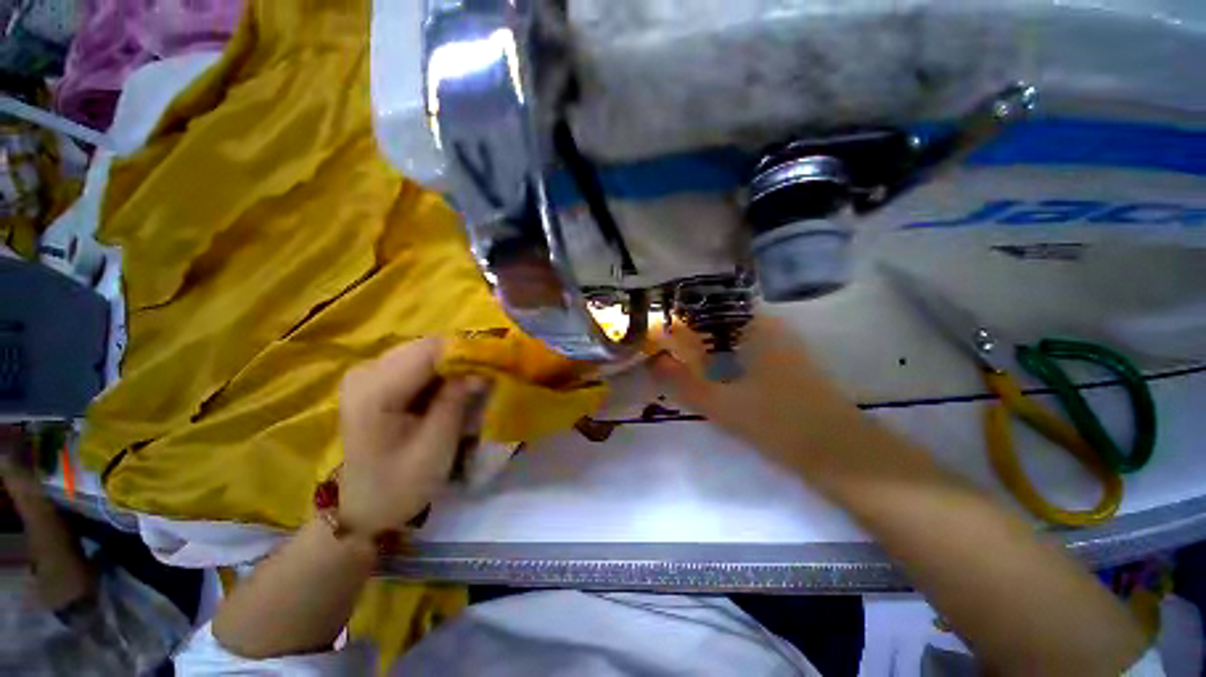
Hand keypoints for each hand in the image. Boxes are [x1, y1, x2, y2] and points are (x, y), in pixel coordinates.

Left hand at [338, 338, 487, 535]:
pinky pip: (416, 362)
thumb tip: (483, 368)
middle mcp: (366, 371)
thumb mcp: (436, 445)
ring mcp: (367, 373)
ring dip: (452, 363)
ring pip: (423, 350)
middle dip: (461, 356)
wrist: (365, 506)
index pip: (429, 350)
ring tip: (472, 382)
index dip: (466, 351)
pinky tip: (450, 388)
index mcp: (375, 391)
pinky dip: (439, 371)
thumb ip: (456, 401)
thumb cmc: (400, 483)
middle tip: (487, 375)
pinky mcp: (374, 379)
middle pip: (426, 346)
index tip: (495, 364)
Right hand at [650, 317, 862, 467]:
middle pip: (722, 321)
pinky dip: (725, 359)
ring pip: (734, 338)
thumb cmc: (778, 421)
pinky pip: (746, 354)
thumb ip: (683, 382)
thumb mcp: (721, 403)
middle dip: (692, 331)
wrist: (839, 454)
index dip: (685, 312)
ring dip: (707, 346)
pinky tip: (711, 374)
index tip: (662, 323)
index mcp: (758, 327)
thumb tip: (653, 362)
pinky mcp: (786, 369)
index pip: (714, 305)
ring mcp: (782, 349)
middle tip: (665, 344)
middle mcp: (771, 330)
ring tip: (680, 357)